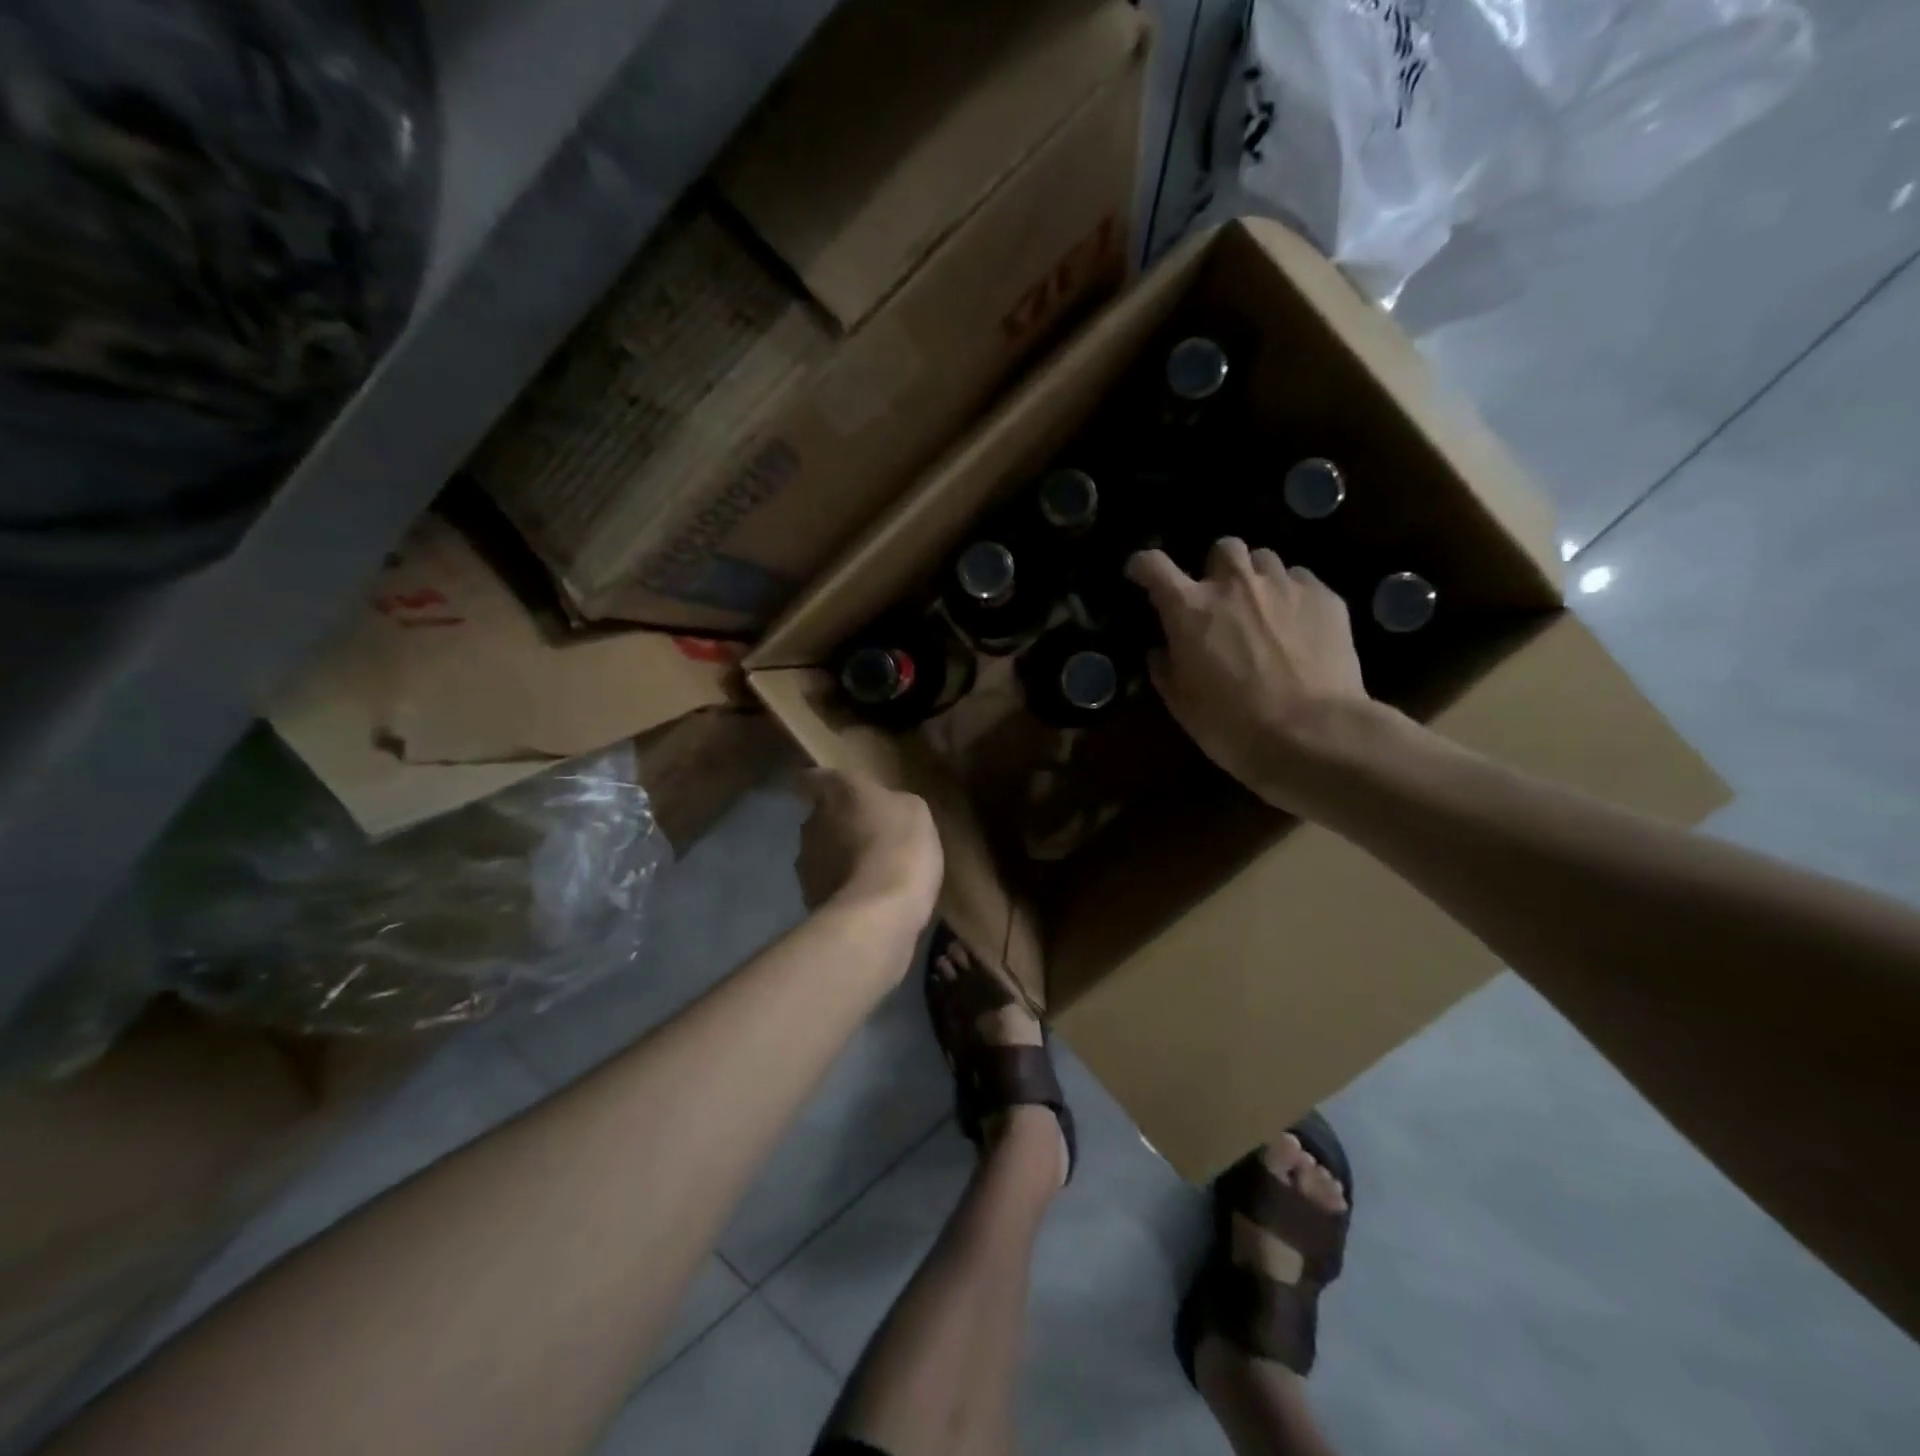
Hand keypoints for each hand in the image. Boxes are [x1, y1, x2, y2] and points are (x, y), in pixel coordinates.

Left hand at [796, 769, 942, 925]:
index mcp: (838, 792)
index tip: (834, 791)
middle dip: (840, 825)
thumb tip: (882, 809)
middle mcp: (813, 822)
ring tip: (871, 873)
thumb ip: (891, 803)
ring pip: (821, 853)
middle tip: (869, 836)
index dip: (822, 783)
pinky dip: (842, 889)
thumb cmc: (900, 847)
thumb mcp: (915, 811)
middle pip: (820, 817)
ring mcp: (806, 862)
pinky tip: (867, 900)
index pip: (814, 777)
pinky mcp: (809, 897)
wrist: (878, 913)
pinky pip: (827, 885)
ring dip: (839, 859)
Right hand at [1126, 539, 1376, 810]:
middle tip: (1219, 599)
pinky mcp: (1325, 597)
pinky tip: (1298, 626)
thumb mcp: (1182, 704)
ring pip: (1265, 560)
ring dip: (1256, 579)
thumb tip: (1161, 650)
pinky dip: (1292, 596)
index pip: (1154, 566)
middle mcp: (1235, 584)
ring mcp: (1284, 586)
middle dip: (1216, 568)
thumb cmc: (1233, 725)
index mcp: (1190, 609)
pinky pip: (1301, 581)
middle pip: (1222, 548)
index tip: (1140, 574)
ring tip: (1262, 609)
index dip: (1142, 566)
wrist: (1313, 735)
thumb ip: (1165, 668)